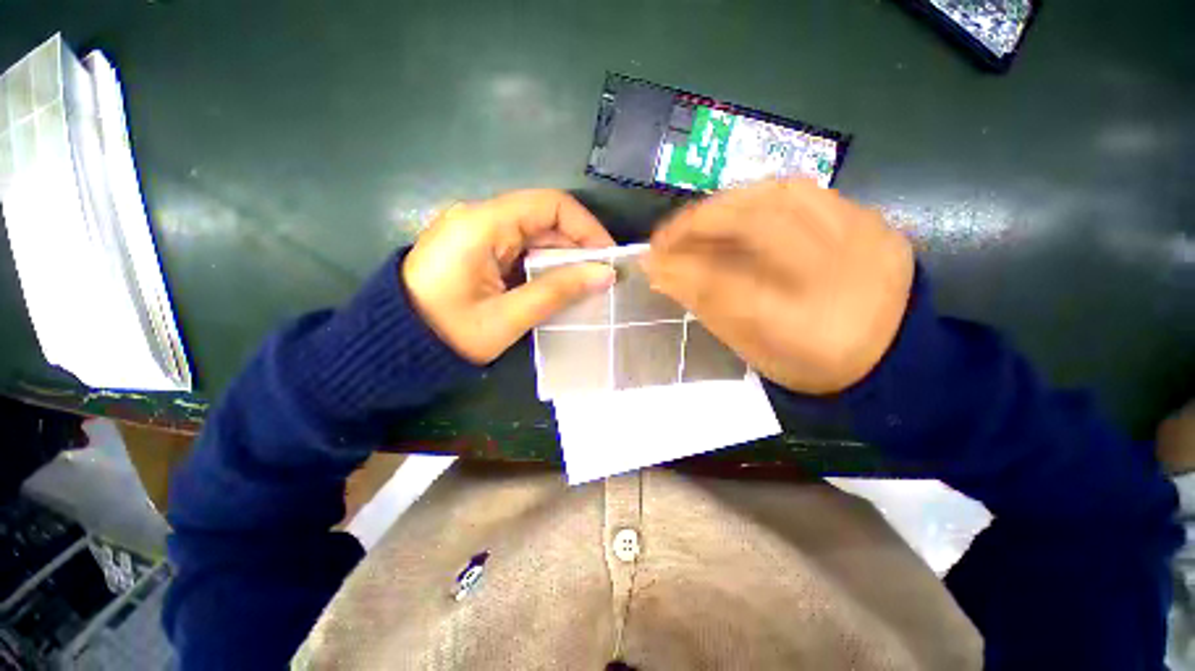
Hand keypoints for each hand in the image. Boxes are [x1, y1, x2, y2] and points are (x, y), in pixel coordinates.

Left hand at [402, 190, 615, 363]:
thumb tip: (605, 275)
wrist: (393, 347)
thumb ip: (557, 291)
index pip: (550, 205)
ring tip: (586, 285)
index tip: (608, 257)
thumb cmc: (447, 334)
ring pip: (534, 235)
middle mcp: (480, 217)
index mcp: (483, 224)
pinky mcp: (477, 250)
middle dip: (578, 246)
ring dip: (562, 258)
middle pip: (544, 219)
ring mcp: (477, 233)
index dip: (586, 227)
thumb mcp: (507, 317)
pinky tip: (558, 286)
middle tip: (602, 278)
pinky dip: (543, 265)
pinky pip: (520, 249)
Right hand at [643, 179, 914, 393]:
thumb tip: (661, 274)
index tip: (648, 261)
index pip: (724, 285)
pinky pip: (806, 192)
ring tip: (696, 221)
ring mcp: (862, 239)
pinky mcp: (872, 221)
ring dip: (725, 204)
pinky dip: (759, 196)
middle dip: (697, 224)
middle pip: (757, 226)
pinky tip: (739, 209)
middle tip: (665, 236)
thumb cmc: (812, 363)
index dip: (680, 269)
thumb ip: (707, 307)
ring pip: (781, 197)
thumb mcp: (754, 349)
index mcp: (805, 326)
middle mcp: (835, 275)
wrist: (893, 354)